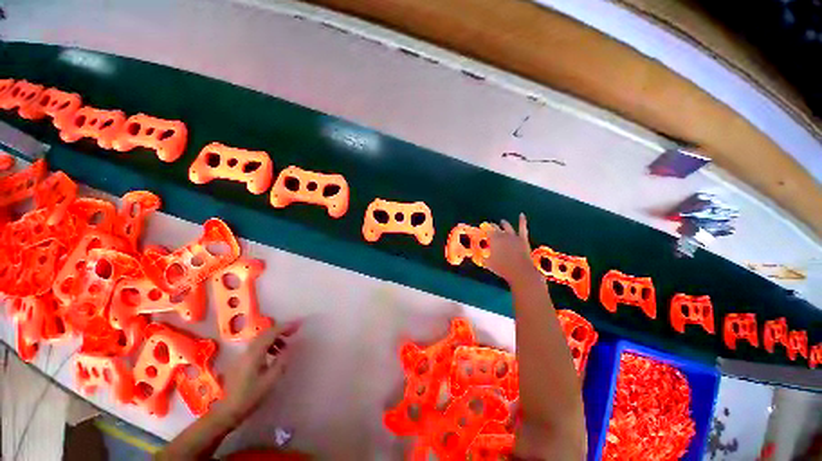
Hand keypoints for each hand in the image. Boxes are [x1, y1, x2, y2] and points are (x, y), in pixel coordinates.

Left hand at [215, 322, 299, 423]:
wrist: (228, 411)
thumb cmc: (250, 396)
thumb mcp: (270, 380)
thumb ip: (282, 361)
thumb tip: (291, 347)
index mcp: (255, 353)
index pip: (272, 333)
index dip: (286, 327)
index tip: (299, 324)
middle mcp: (248, 350)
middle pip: (266, 333)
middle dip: (281, 330)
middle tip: (294, 332)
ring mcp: (243, 355)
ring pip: (261, 339)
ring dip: (275, 338)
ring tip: (285, 347)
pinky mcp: (241, 361)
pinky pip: (257, 346)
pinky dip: (268, 345)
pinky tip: (274, 355)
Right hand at [485, 213, 538, 284]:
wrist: (520, 271)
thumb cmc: (502, 268)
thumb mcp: (488, 263)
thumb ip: (481, 258)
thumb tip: (474, 256)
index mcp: (493, 240)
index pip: (486, 231)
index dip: (483, 230)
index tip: (481, 230)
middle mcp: (502, 235)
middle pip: (495, 228)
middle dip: (491, 226)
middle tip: (488, 226)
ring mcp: (513, 236)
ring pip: (507, 226)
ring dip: (504, 223)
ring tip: (502, 221)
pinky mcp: (522, 238)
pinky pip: (522, 227)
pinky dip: (522, 220)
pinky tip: (521, 215)